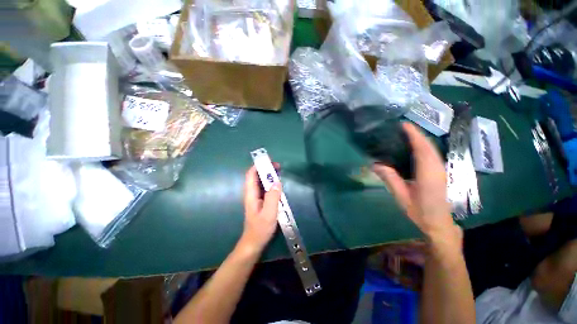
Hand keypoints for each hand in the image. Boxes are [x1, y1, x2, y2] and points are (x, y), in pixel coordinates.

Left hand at [240, 165, 281, 253]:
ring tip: (279, 172)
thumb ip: (273, 197)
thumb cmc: (260, 229)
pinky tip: (277, 184)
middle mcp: (251, 193)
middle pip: (255, 176)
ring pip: (260, 181)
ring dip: (268, 175)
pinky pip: (264, 188)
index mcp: (251, 194)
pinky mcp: (259, 201)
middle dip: (265, 169)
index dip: (258, 166)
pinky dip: (270, 183)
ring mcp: (255, 197)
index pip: (251, 175)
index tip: (270, 162)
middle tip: (278, 167)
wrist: (254, 242)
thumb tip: (277, 182)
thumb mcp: (269, 213)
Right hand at [373, 123, 459, 242]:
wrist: (438, 223)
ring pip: (431, 149)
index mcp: (428, 174)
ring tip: (405, 134)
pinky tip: (413, 147)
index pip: (422, 149)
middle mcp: (437, 168)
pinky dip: (423, 146)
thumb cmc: (419, 212)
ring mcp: (441, 169)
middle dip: (416, 134)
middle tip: (400, 128)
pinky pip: (431, 154)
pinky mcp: (440, 172)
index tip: (403, 125)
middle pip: (428, 145)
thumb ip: (389, 178)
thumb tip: (375, 164)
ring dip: (420, 139)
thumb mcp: (401, 196)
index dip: (414, 135)